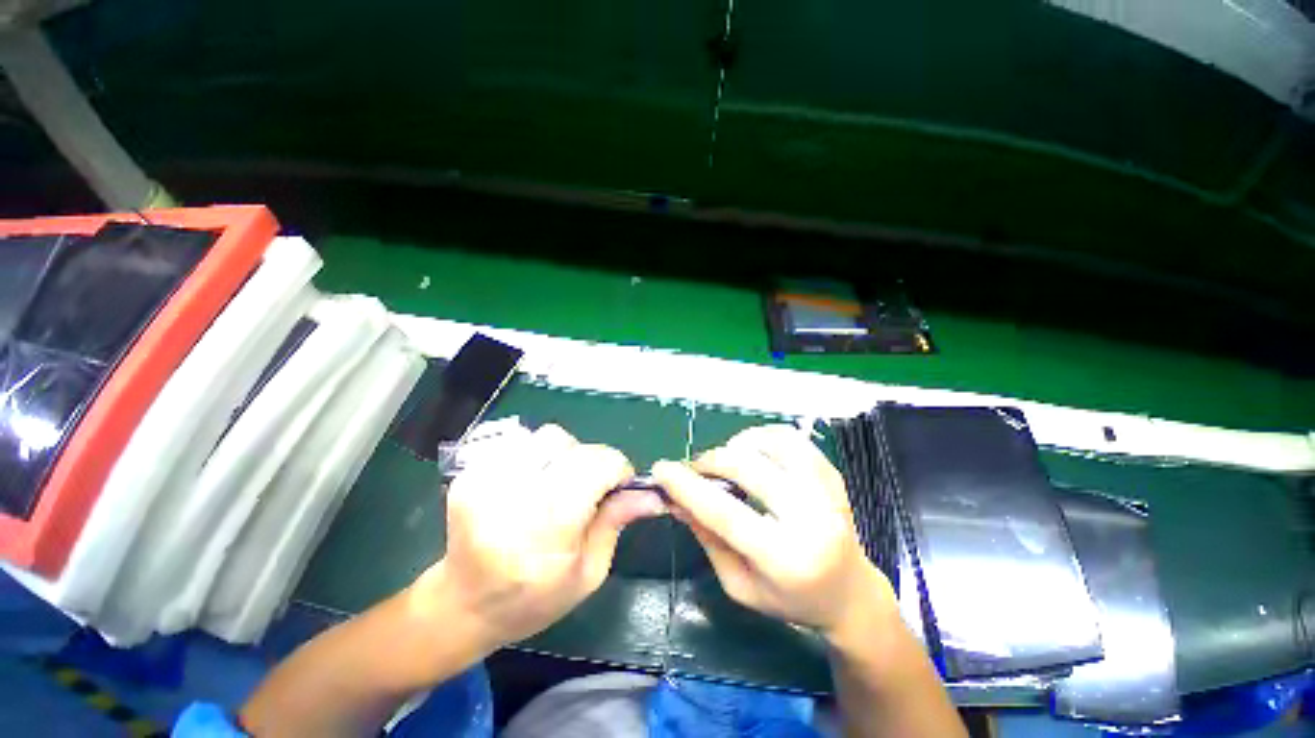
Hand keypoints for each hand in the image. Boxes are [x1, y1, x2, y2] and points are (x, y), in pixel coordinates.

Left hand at [414, 424, 664, 650]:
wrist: (462, 604)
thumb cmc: (533, 600)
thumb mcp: (588, 572)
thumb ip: (616, 521)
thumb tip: (652, 493)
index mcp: (546, 531)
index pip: (597, 465)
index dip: (617, 469)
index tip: (619, 486)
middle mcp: (513, 498)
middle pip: (574, 447)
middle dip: (593, 463)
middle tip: (588, 490)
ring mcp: (486, 481)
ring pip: (549, 437)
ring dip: (565, 456)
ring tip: (559, 484)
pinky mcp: (471, 472)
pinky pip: (523, 442)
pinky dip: (539, 456)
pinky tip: (534, 483)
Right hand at [651, 425, 894, 642]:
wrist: (849, 594)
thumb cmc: (789, 598)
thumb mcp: (739, 584)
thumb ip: (707, 538)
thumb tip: (675, 499)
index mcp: (784, 559)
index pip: (725, 513)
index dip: (688, 487)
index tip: (661, 470)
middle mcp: (810, 519)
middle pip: (748, 468)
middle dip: (710, 461)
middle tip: (695, 468)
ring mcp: (827, 492)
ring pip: (771, 443)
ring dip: (737, 445)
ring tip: (727, 461)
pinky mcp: (832, 475)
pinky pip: (792, 439)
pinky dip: (763, 437)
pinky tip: (752, 452)